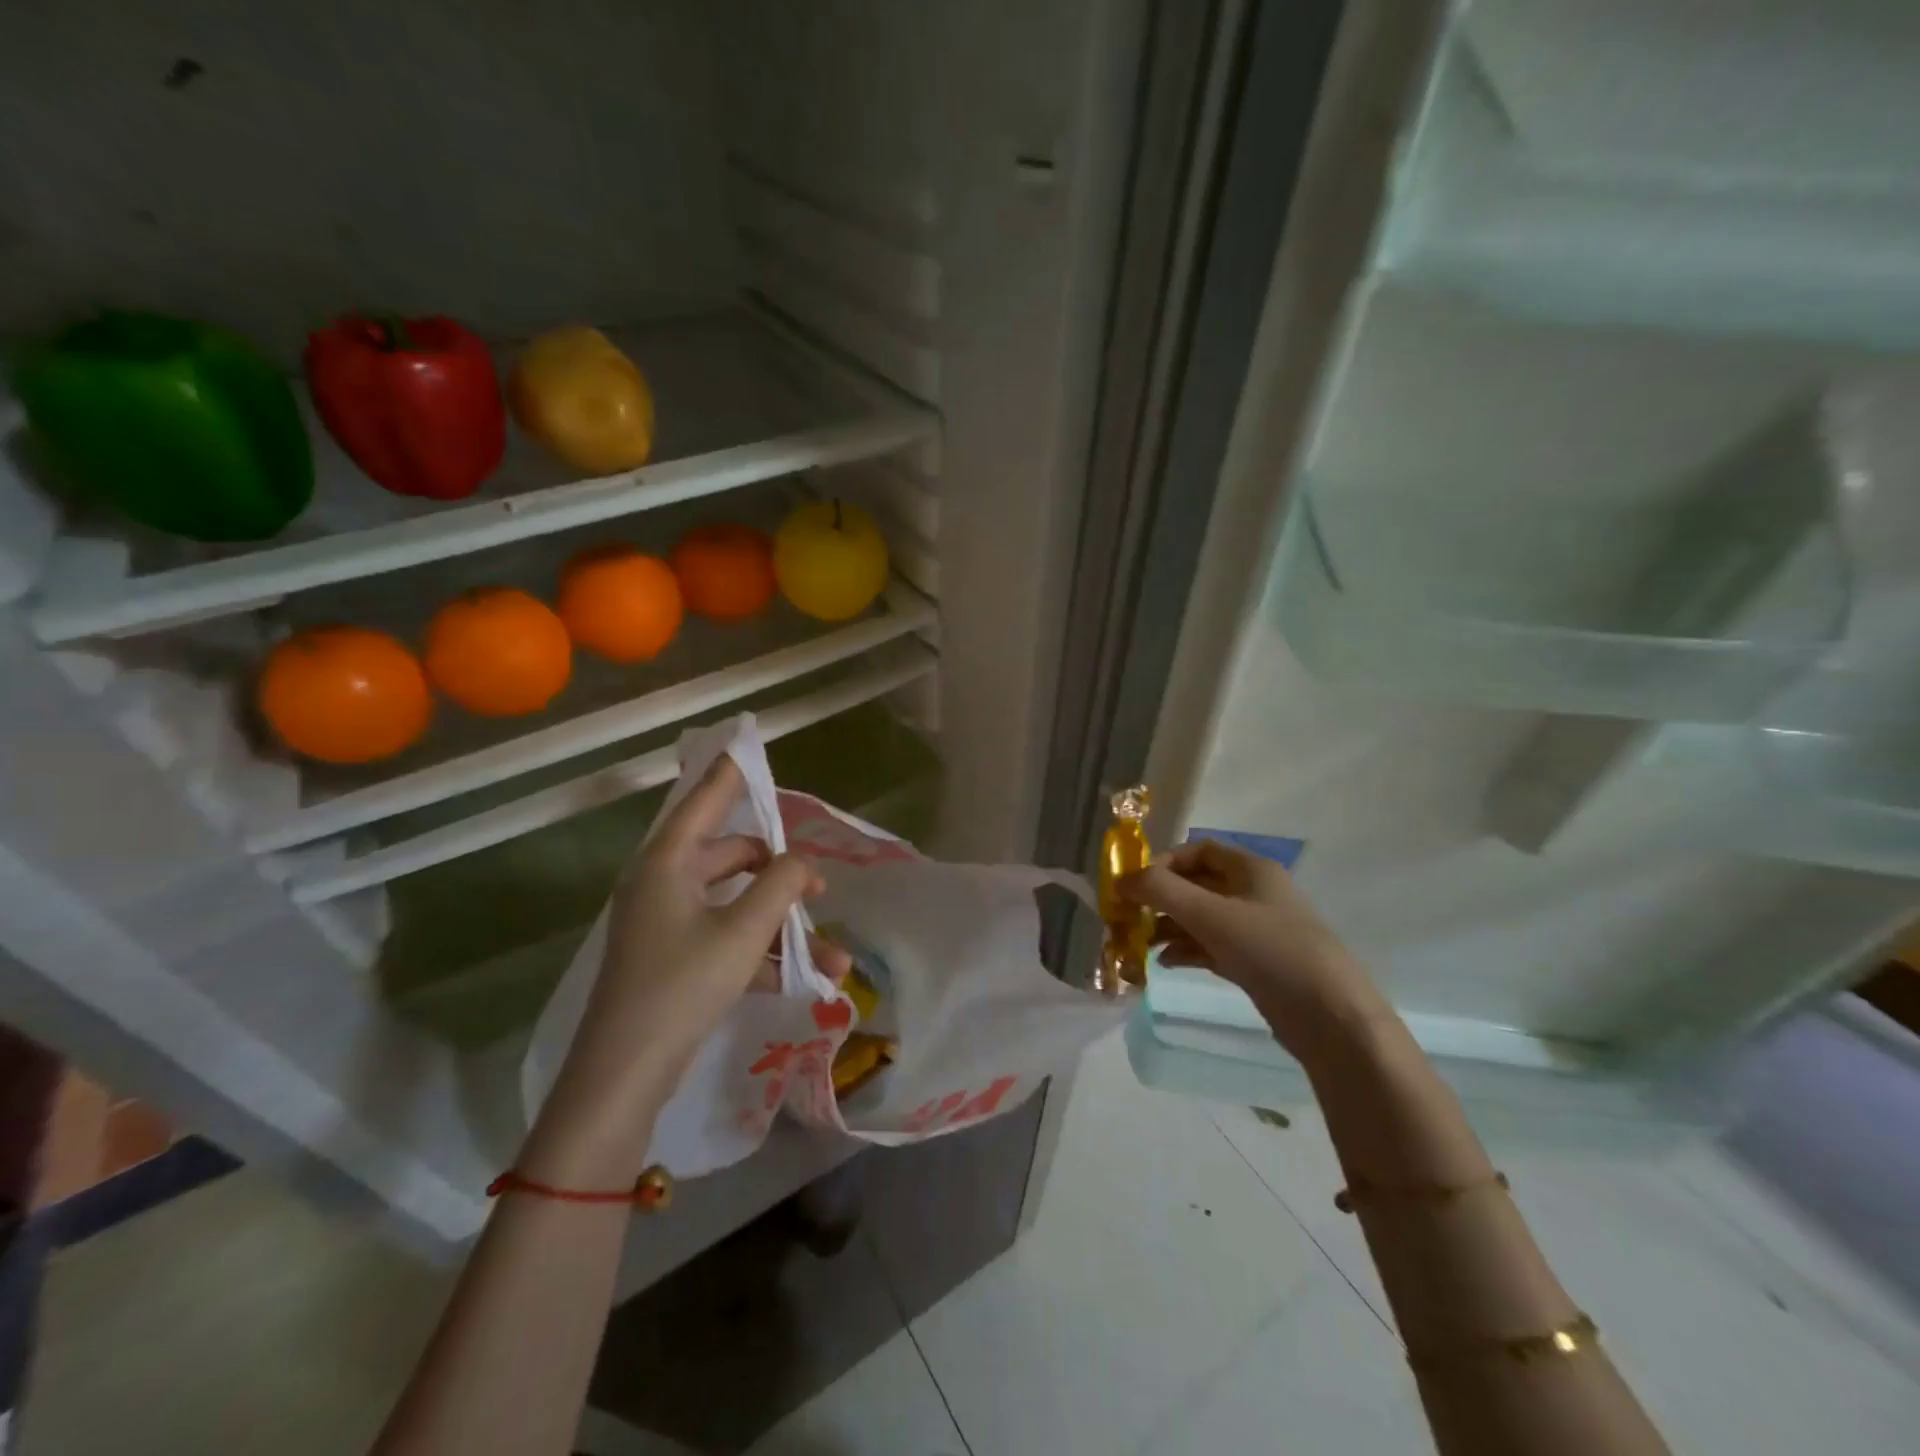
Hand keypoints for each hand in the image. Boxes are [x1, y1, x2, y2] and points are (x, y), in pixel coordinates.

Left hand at [522, 756, 832, 1185]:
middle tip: (819, 888)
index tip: (747, 741)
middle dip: (779, 873)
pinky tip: (803, 978)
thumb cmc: (682, 986)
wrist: (623, 1077)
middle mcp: (663, 882)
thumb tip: (802, 862)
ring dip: (780, 924)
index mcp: (669, 862)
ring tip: (829, 955)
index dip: (730, 771)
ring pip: (735, 903)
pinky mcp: (672, 957)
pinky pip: (726, 938)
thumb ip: (782, 885)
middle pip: (731, 855)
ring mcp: (666, 922)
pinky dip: (761, 952)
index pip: (704, 798)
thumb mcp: (744, 931)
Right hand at [1119, 840, 1389, 1065]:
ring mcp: (1255, 929)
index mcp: (1251, 869)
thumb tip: (1121, 880)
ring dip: (1169, 926)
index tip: (1135, 884)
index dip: (1164, 861)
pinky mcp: (1255, 962)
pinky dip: (1186, 950)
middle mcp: (1253, 893)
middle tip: (1128, 916)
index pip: (1199, 850)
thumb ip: (1161, 891)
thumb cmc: (1269, 950)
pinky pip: (1211, 945)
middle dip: (1161, 898)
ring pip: (1201, 917)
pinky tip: (1165, 963)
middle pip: (1197, 884)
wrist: (1330, 1017)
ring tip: (1139, 942)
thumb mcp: (1210, 914)